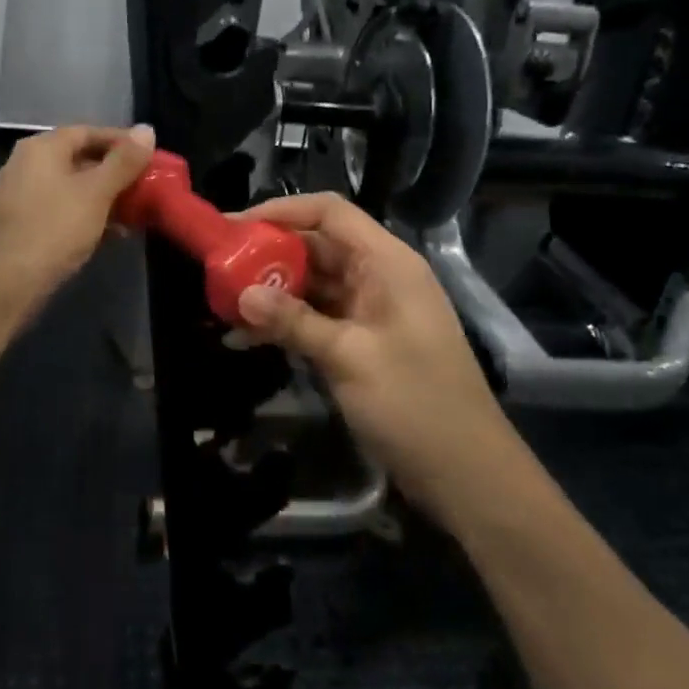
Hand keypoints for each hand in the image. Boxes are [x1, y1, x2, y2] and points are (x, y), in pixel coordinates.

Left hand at [0, 124, 155, 303]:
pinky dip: (89, 217)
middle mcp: (29, 165)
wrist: (4, 285)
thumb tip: (147, 130)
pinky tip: (114, 235)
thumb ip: (123, 162)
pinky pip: (64, 211)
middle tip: (148, 186)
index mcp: (42, 148)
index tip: (152, 157)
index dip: (122, 142)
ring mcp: (24, 197)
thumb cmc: (53, 229)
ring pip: (74, 188)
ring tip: (138, 212)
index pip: (89, 132)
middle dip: (117, 173)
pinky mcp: (26, 226)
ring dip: (106, 198)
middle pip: (81, 159)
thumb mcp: (96, 193)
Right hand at [234, 193, 509, 506]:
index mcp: (387, 263)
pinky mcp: (362, 341)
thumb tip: (241, 295)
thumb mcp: (350, 358)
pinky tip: (246, 337)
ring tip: (223, 302)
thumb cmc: (416, 405)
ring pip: (312, 283)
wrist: (468, 477)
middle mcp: (378, 276)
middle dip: (268, 254)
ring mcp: (370, 310)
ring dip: (272, 291)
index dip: (281, 211)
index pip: (329, 212)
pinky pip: (316, 317)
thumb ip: (294, 322)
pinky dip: (286, 322)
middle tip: (220, 267)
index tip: (235, 227)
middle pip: (316, 246)